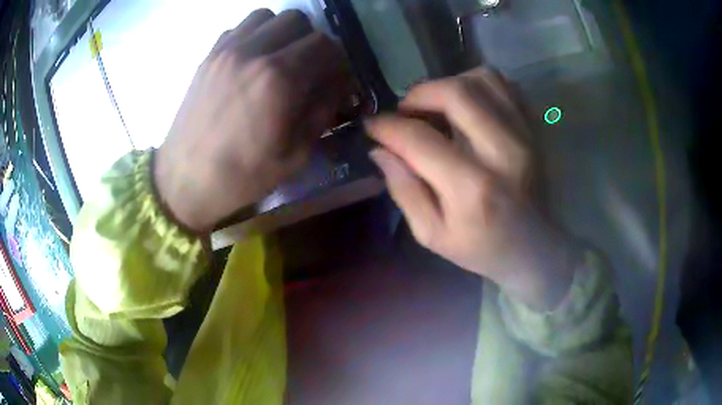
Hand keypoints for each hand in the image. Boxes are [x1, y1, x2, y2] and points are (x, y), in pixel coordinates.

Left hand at [155, 9, 349, 233]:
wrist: (184, 180)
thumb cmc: (241, 176)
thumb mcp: (295, 155)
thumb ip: (322, 111)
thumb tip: (337, 86)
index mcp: (278, 79)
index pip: (325, 45)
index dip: (337, 61)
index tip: (334, 80)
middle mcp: (253, 53)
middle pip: (298, 20)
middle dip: (311, 41)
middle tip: (307, 67)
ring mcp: (226, 51)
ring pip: (268, 17)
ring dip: (282, 33)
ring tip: (279, 59)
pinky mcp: (208, 56)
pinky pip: (239, 28)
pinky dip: (254, 36)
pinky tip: (251, 61)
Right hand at [367, 69, 574, 309]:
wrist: (535, 249)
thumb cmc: (483, 248)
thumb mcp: (432, 234)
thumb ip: (404, 190)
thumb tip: (381, 150)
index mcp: (472, 188)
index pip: (419, 139)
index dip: (387, 126)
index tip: (373, 125)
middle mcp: (503, 152)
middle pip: (455, 93)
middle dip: (418, 94)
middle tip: (406, 111)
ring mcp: (525, 135)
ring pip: (482, 79)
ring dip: (450, 84)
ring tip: (437, 106)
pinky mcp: (534, 129)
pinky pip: (506, 85)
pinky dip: (479, 85)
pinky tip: (468, 105)